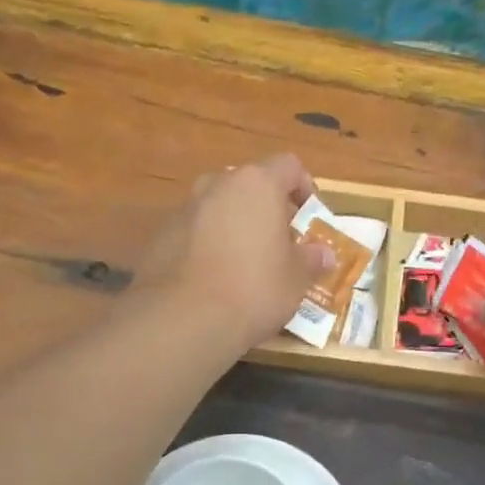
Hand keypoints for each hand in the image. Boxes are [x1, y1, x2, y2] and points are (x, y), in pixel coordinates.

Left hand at [133, 154, 333, 355]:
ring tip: (246, 264)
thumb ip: (311, 260)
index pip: (288, 165)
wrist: (184, 319)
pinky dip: (208, 247)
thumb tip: (323, 254)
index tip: (310, 217)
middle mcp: (217, 185)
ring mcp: (184, 209)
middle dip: (266, 209)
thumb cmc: (255, 289)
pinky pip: (195, 233)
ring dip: (235, 227)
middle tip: (279, 243)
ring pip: (219, 208)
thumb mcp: (296, 279)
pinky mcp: (160, 237)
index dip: (305, 187)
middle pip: (250, 186)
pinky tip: (215, 280)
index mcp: (257, 184)